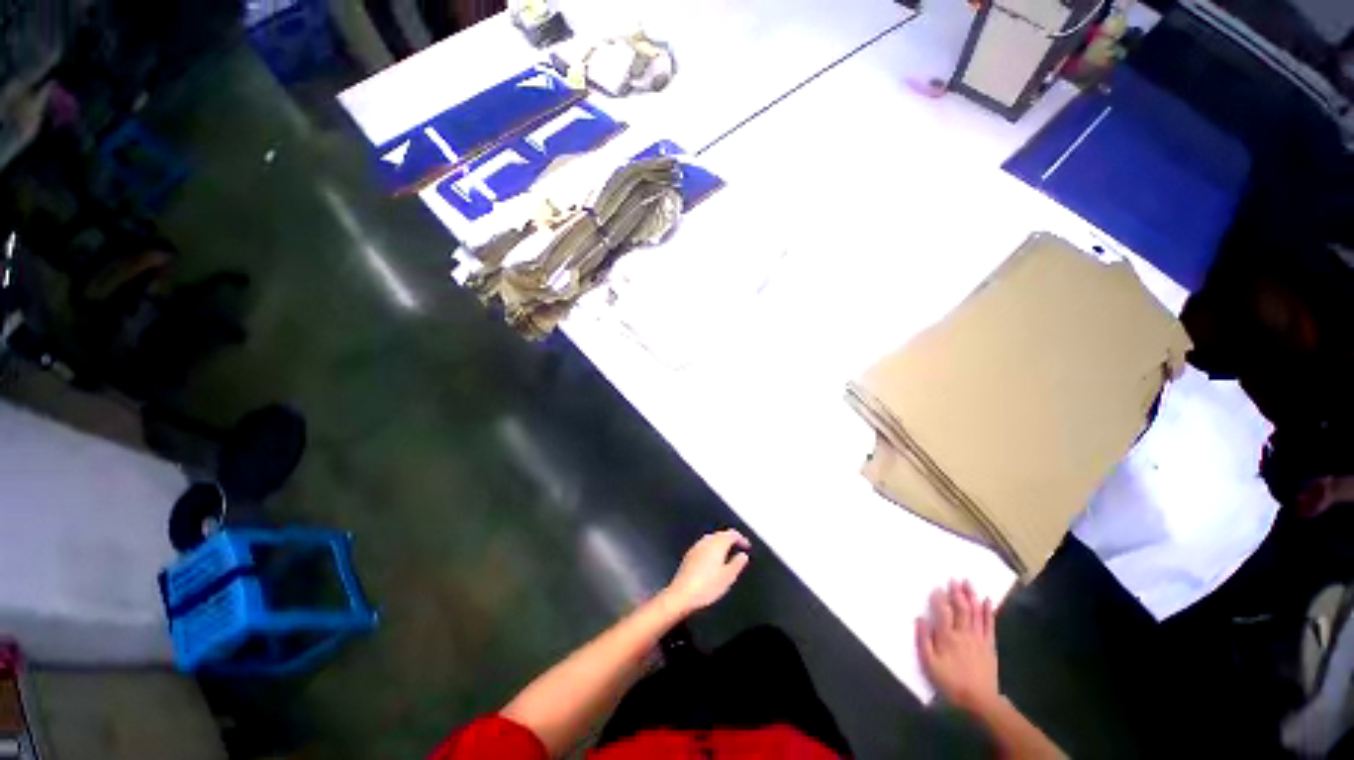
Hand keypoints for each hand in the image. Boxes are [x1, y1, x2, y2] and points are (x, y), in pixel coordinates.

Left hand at [662, 529, 750, 614]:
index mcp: (717, 544)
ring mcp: (696, 547)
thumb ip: (737, 564)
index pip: (732, 534)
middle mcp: (706, 542)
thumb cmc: (706, 586)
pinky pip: (704, 545)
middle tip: (738, 546)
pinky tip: (712, 559)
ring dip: (721, 542)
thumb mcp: (728, 577)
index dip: (741, 538)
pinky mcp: (690, 555)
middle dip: (730, 538)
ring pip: (711, 539)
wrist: (682, 594)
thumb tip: (743, 556)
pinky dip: (711, 548)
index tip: (746, 545)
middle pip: (721, 534)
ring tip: (727, 552)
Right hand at [917, 580, 999, 712]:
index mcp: (947, 637)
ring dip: (972, 597)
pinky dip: (988, 612)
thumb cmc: (950, 682)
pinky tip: (988, 601)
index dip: (939, 598)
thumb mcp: (929, 664)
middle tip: (954, 578)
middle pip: (961, 609)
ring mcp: (979, 639)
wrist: (980, 701)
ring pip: (976, 613)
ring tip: (969, 582)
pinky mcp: (989, 645)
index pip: (943, 612)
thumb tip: (920, 618)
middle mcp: (964, 634)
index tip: (936, 587)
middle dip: (957, 592)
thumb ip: (923, 640)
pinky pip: (989, 625)